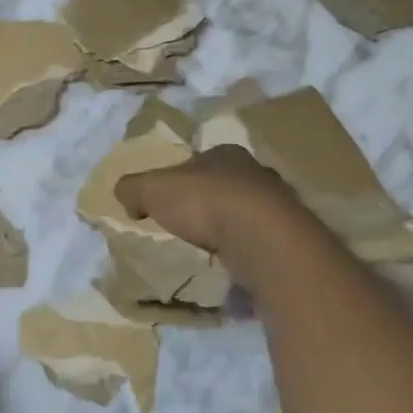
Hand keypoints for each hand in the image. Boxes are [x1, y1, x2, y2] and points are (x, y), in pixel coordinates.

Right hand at [113, 145, 304, 260]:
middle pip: (224, 183)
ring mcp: (278, 203)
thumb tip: (123, 195)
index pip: (198, 161)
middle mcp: (255, 171)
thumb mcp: (151, 190)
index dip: (180, 178)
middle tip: (188, 223)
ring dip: (229, 225)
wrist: (262, 237)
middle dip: (208, 200)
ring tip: (210, 246)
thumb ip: (132, 188)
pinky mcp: (289, 235)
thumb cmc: (205, 201)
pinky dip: (245, 247)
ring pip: (246, 211)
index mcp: (224, 152)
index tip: (167, 200)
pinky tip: (233, 260)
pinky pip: (259, 238)